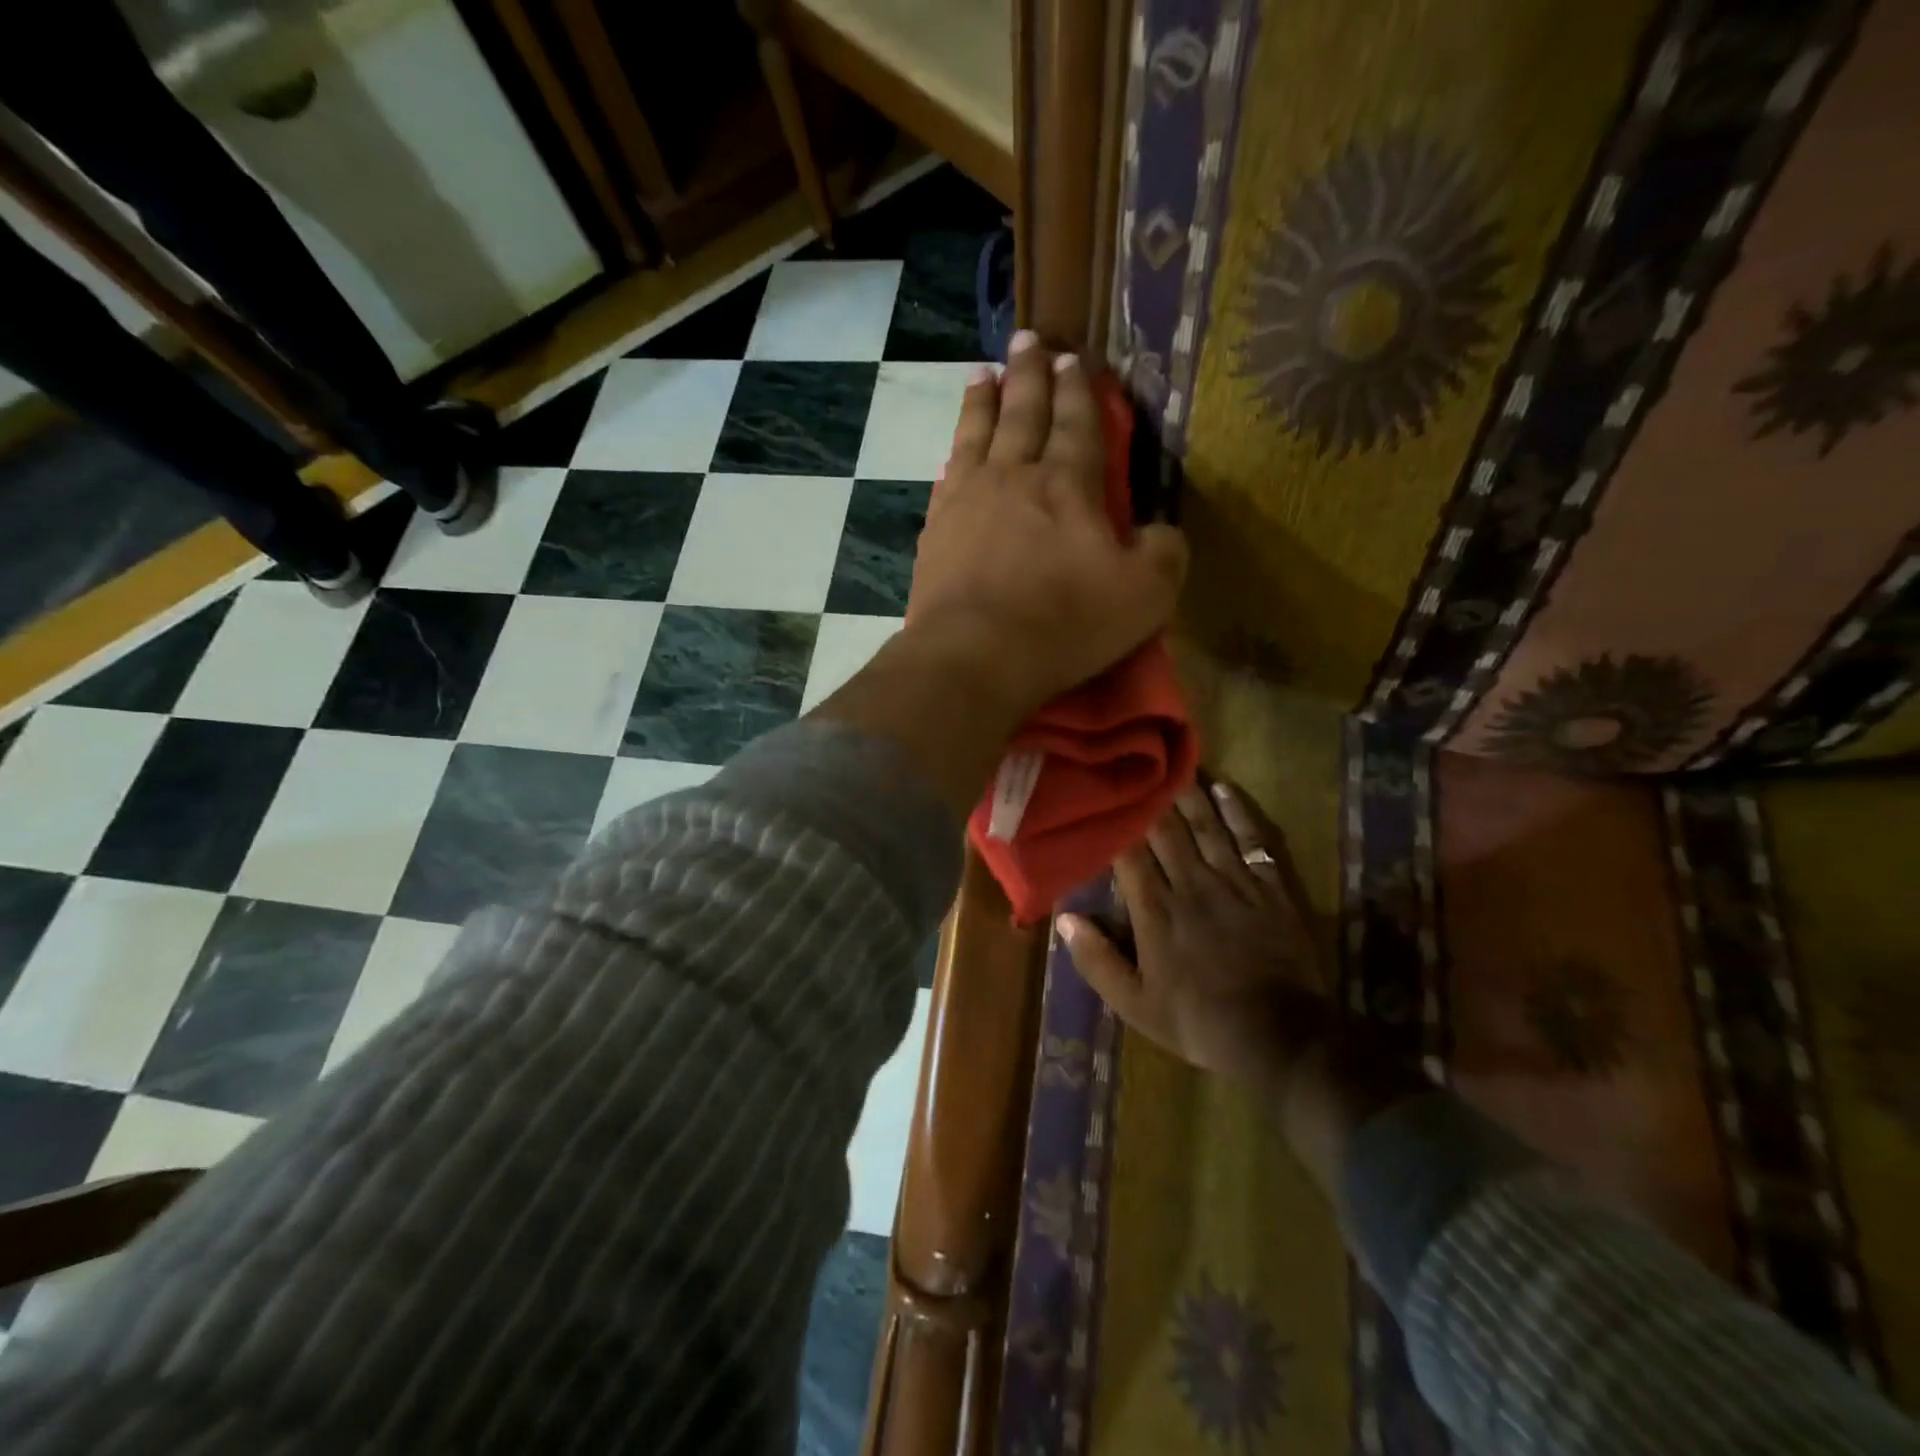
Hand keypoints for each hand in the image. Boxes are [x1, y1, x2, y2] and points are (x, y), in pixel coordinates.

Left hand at [904, 331, 1187, 718]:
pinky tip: (955, 446)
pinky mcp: (936, 529)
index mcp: (1069, 484)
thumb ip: (1164, 553)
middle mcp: (1015, 476)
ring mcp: (968, 499)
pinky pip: (947, 473)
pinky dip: (955, 449)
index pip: (1077, 423)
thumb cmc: (1065, 624)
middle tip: (1028, 341)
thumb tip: (1161, 531)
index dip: (1077, 390)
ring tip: (985, 373)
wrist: (976, 655)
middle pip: (1023, 412)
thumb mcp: (1144, 595)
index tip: (1072, 358)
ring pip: (977, 432)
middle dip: (1030, 374)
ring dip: (984, 399)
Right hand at [1058, 782, 1331, 1098]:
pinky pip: (1252, 840)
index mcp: (1156, 911)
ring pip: (1206, 827)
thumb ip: (1097, 960)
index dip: (1116, 824)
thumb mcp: (1135, 1004)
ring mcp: (1234, 882)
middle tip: (1137, 765)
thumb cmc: (1198, 1021)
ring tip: (1175, 765)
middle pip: (1167, 831)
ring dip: (1190, 795)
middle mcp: (1191, 885)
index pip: (1129, 855)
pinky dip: (1239, 813)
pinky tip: (1226, 790)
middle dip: (1150, 798)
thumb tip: (1064, 917)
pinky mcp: (1270, 888)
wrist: (1278, 1036)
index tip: (1102, 796)